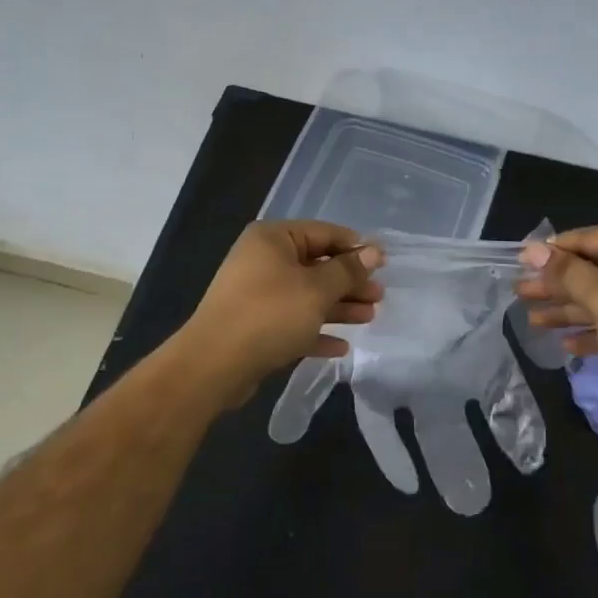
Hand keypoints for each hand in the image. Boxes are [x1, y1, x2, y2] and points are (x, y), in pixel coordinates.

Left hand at [179, 221, 383, 393]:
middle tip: (379, 296)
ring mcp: (257, 294)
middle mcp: (263, 260)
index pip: (324, 233)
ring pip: (307, 295)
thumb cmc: (270, 315)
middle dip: (349, 282)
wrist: (213, 365)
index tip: (384, 264)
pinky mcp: (255, 325)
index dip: (356, 247)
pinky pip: (293, 321)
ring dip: (338, 306)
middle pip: (317, 265)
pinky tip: (341, 347)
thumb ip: (348, 270)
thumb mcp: (317, 290)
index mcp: (274, 239)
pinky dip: (316, 330)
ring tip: (370, 318)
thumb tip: (374, 251)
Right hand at [516, 223, 597, 418]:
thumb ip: (564, 272)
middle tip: (519, 294)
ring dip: (568, 310)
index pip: (586, 239)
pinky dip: (592, 332)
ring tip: (532, 321)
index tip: (518, 264)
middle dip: (555, 285)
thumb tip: (531, 249)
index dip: (551, 253)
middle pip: (591, 270)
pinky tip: (566, 345)